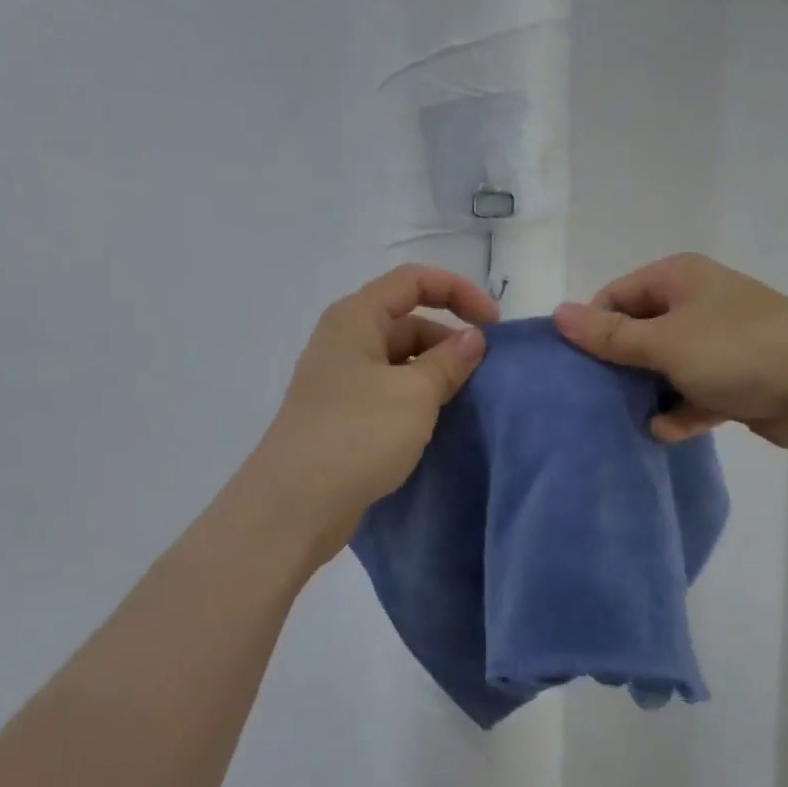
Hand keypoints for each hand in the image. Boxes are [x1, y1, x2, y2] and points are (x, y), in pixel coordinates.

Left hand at [241, 265, 498, 568]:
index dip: (459, 292)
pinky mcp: (342, 415)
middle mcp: (345, 340)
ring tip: (466, 402)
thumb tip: (474, 338)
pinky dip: (417, 398)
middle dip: (449, 340)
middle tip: (484, 375)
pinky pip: (389, 391)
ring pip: (400, 360)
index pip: (414, 280)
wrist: (293, 506)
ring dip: (435, 373)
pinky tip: (437, 424)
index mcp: (356, 317)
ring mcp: (340, 380)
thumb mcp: (415, 393)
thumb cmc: (357, 435)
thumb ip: (450, 360)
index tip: (494, 326)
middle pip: (408, 320)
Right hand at [553, 253, 787, 451]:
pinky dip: (681, 411)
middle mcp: (698, 304)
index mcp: (679, 278)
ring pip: (666, 366)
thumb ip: (610, 335)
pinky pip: (695, 393)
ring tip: (625, 418)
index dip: (595, 328)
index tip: (579, 365)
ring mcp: (719, 343)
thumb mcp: (665, 341)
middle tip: (595, 397)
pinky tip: (666, 432)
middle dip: (620, 365)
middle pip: (640, 332)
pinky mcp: (736, 380)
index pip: (617, 296)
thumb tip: (558, 314)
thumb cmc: (738, 350)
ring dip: (649, 392)